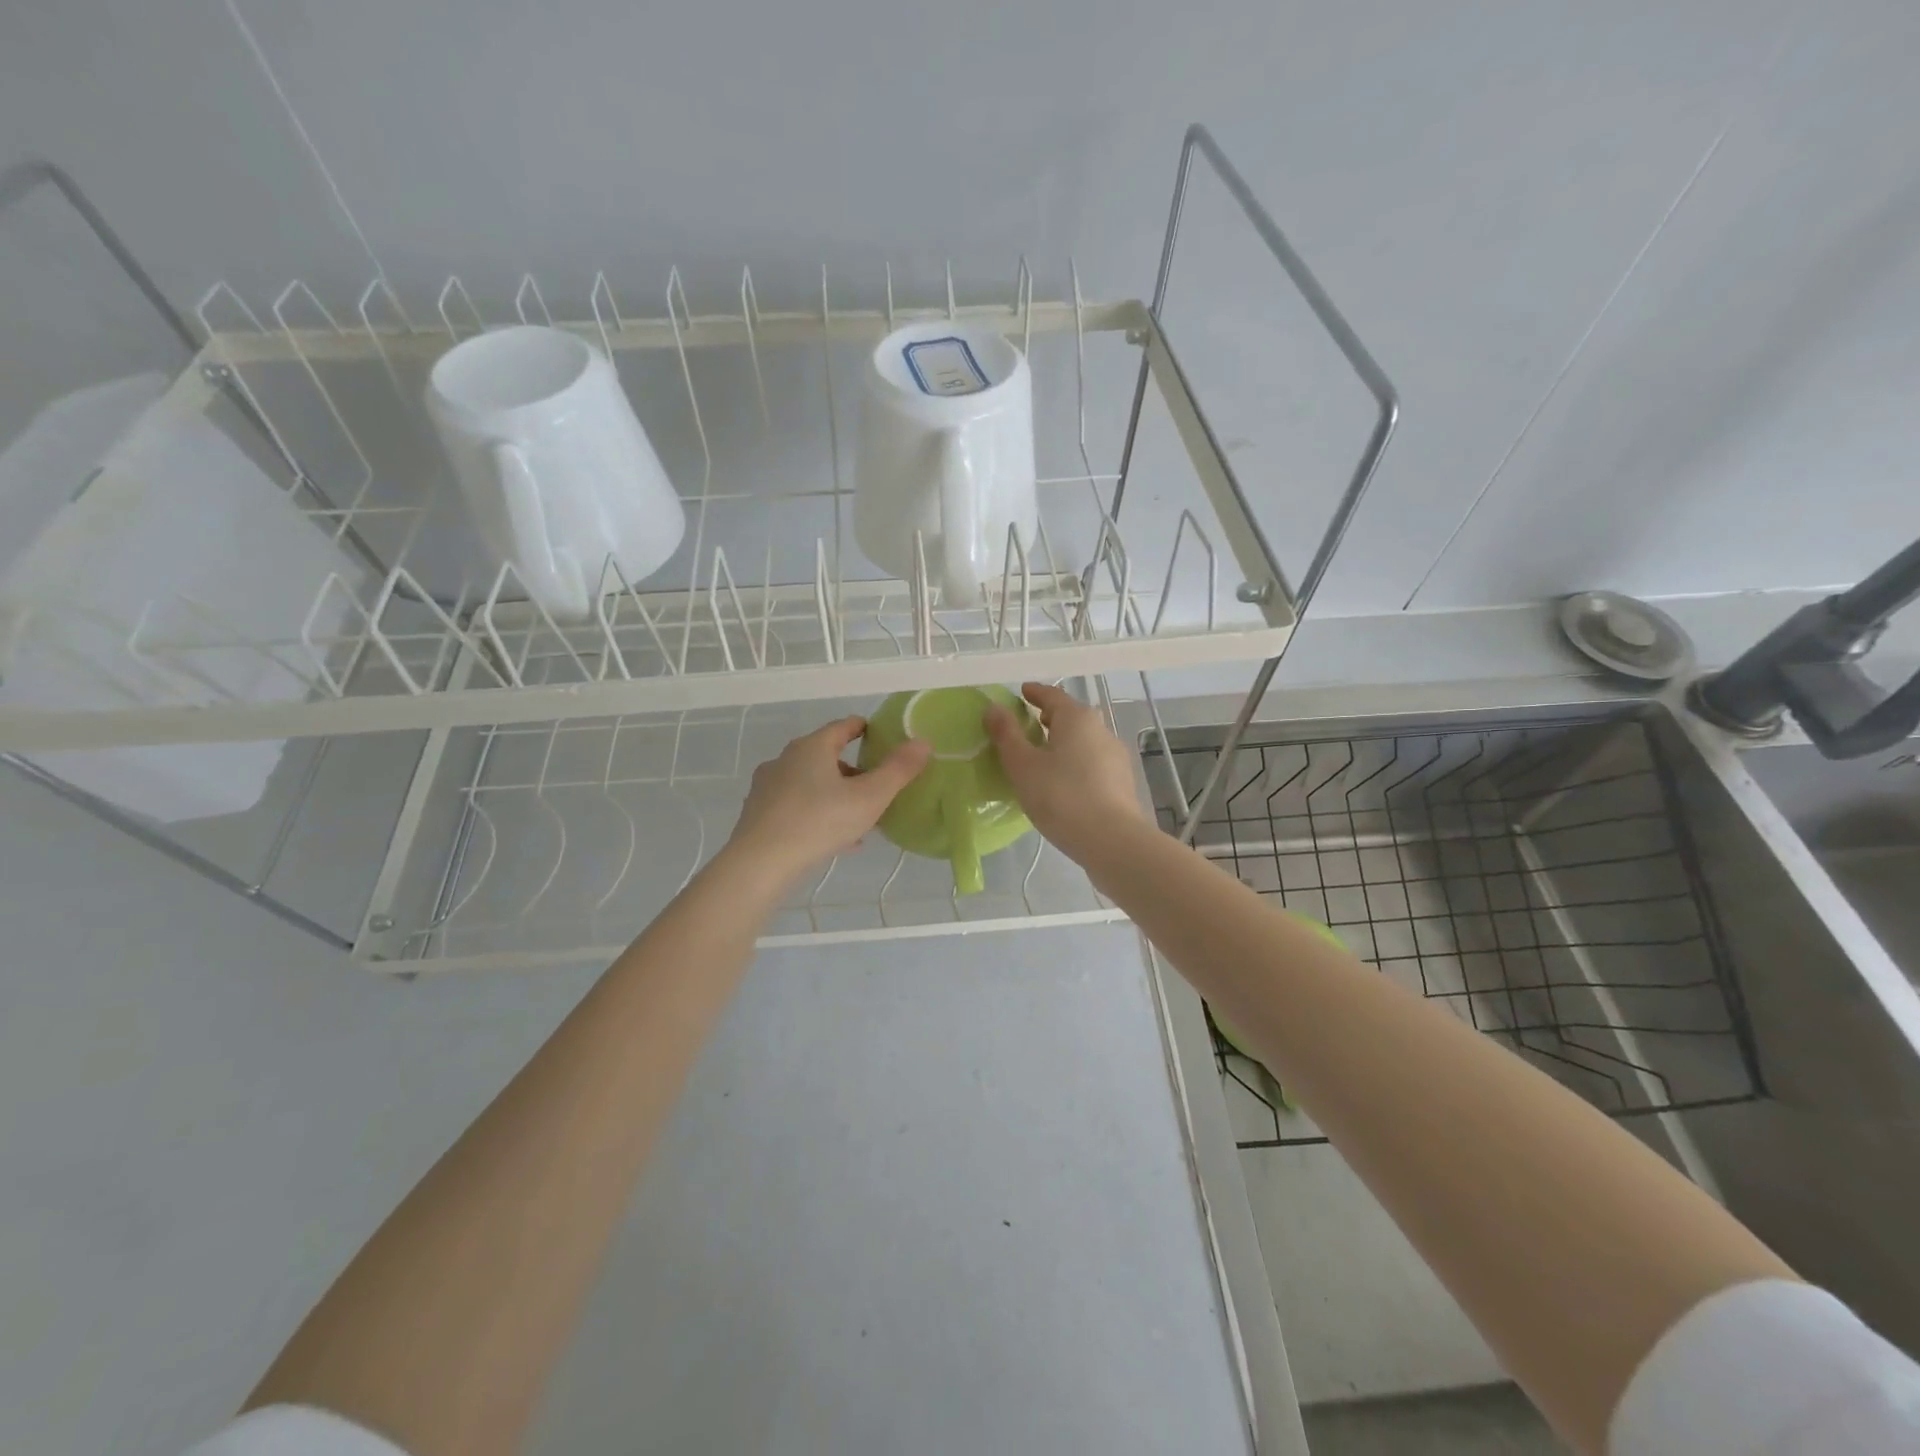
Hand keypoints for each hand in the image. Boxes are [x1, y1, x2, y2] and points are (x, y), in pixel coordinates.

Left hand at [725, 716, 931, 884]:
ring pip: (811, 784)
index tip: (881, 737)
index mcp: (811, 747)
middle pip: (825, 756)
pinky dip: (818, 815)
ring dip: (836, 796)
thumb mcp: (869, 797)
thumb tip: (923, 742)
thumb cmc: (819, 822)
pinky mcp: (759, 814)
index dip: (864, 729)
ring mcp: (768, 787)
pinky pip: (796, 807)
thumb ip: (898, 770)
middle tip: (876, 787)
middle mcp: (785, 760)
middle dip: (853, 770)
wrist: (760, 865)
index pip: (842, 727)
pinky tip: (836, 841)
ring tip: (860, 820)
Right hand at [983, 681, 1148, 862]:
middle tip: (1029, 726)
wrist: (1112, 840)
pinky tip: (1064, 783)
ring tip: (1043, 758)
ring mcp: (1116, 756)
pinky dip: (1076, 763)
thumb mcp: (1023, 766)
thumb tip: (994, 708)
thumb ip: (1006, 735)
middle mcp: (1101, 729)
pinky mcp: (1122, 782)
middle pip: (1072, 717)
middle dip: (1050, 718)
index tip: (1021, 692)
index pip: (1052, 696)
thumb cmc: (1061, 796)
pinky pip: (1093, 763)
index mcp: (1077, 718)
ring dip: (1064, 743)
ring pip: (1084, 741)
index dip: (1034, 693)